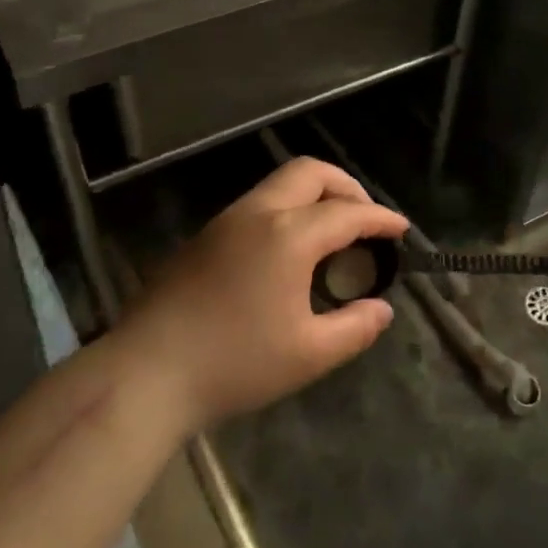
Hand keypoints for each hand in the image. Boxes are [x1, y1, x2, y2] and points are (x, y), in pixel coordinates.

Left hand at [120, 158, 408, 430]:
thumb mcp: (308, 355)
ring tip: (331, 234)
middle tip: (364, 219)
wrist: (145, 374)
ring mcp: (226, 221)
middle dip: (346, 187)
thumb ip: (355, 328)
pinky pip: (258, 204)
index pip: (348, 213)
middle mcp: (258, 213)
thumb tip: (382, 309)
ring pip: (280, 184)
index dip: (381, 219)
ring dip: (314, 195)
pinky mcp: (203, 237)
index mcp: (289, 235)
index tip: (402, 230)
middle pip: (311, 173)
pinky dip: (287, 210)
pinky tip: (288, 251)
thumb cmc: (234, 363)